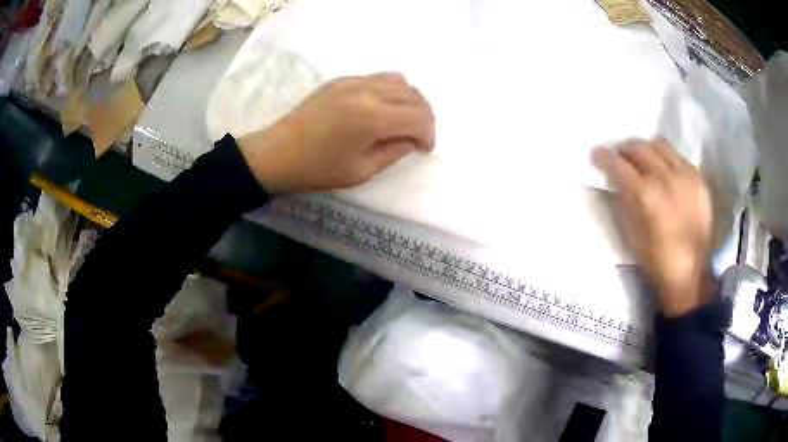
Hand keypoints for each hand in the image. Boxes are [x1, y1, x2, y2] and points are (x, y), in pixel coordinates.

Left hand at [239, 72, 434, 192]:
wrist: (277, 153)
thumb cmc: (317, 169)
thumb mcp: (362, 170)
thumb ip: (394, 151)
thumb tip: (412, 139)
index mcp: (372, 117)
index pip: (418, 118)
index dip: (429, 135)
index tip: (424, 149)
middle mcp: (367, 91)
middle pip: (413, 95)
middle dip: (424, 116)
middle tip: (419, 136)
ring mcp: (353, 81)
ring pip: (399, 81)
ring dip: (410, 100)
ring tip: (404, 120)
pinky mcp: (341, 80)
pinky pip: (379, 78)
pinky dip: (391, 91)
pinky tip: (383, 108)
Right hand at [593, 138, 712, 316]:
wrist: (690, 271)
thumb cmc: (655, 259)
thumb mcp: (631, 233)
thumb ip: (623, 200)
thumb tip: (616, 181)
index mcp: (645, 194)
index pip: (618, 164)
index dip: (604, 156)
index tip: (597, 154)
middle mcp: (664, 177)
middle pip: (638, 147)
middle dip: (624, 149)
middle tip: (620, 157)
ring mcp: (684, 174)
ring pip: (659, 144)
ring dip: (646, 148)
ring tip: (643, 159)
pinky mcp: (697, 178)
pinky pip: (678, 156)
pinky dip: (666, 158)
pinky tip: (665, 170)